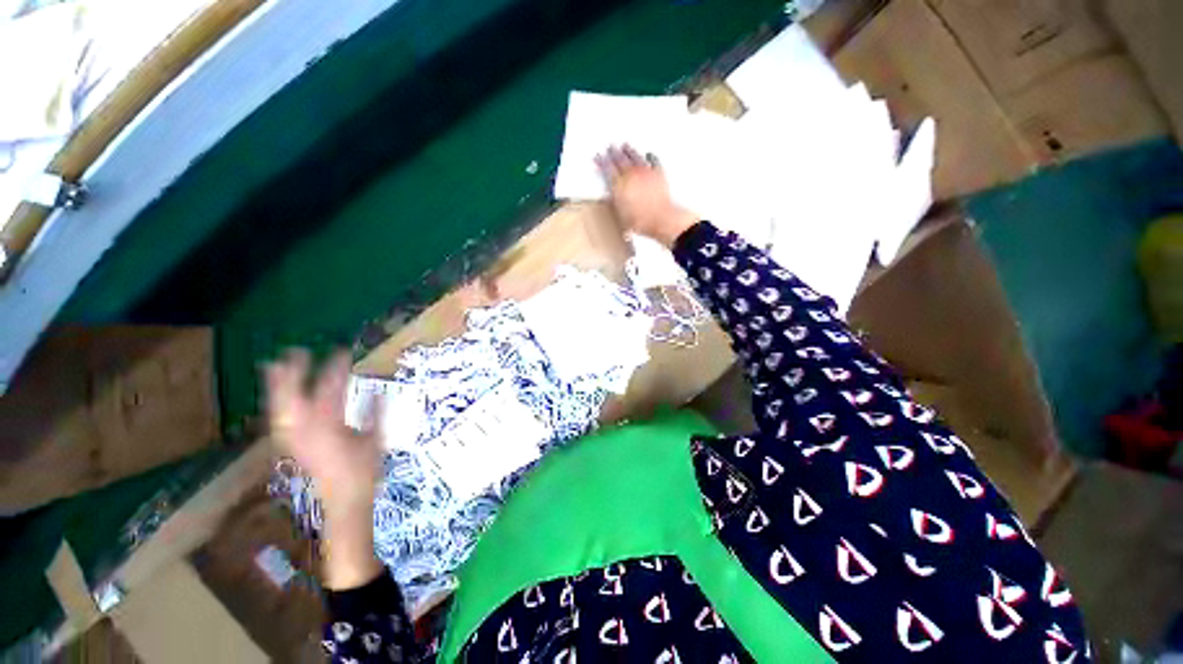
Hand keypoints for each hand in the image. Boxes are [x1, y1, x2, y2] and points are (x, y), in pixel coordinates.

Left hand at [265, 350, 380, 515]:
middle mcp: (306, 429)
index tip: (342, 351)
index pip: (331, 389)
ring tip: (274, 365)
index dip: (335, 368)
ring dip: (277, 385)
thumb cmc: (364, 469)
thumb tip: (379, 391)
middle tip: (297, 351)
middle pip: (293, 396)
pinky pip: (278, 419)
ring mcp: (294, 438)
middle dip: (293, 373)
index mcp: (331, 425)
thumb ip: (375, 413)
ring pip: (280, 407)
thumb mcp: (375, 438)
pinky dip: (275, 404)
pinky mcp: (290, 445)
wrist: (343, 499)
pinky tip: (275, 396)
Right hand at [596, 144, 699, 247]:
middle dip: (614, 153)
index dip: (601, 162)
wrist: (660, 219)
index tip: (598, 157)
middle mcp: (632, 175)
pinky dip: (650, 157)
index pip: (607, 169)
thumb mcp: (620, 214)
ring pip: (635, 157)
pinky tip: (649, 154)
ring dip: (629, 151)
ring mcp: (646, 173)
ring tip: (625, 145)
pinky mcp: (658, 175)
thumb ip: (614, 201)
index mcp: (620, 185)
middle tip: (610, 147)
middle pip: (620, 160)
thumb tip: (610, 195)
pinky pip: (654, 162)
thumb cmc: (641, 220)